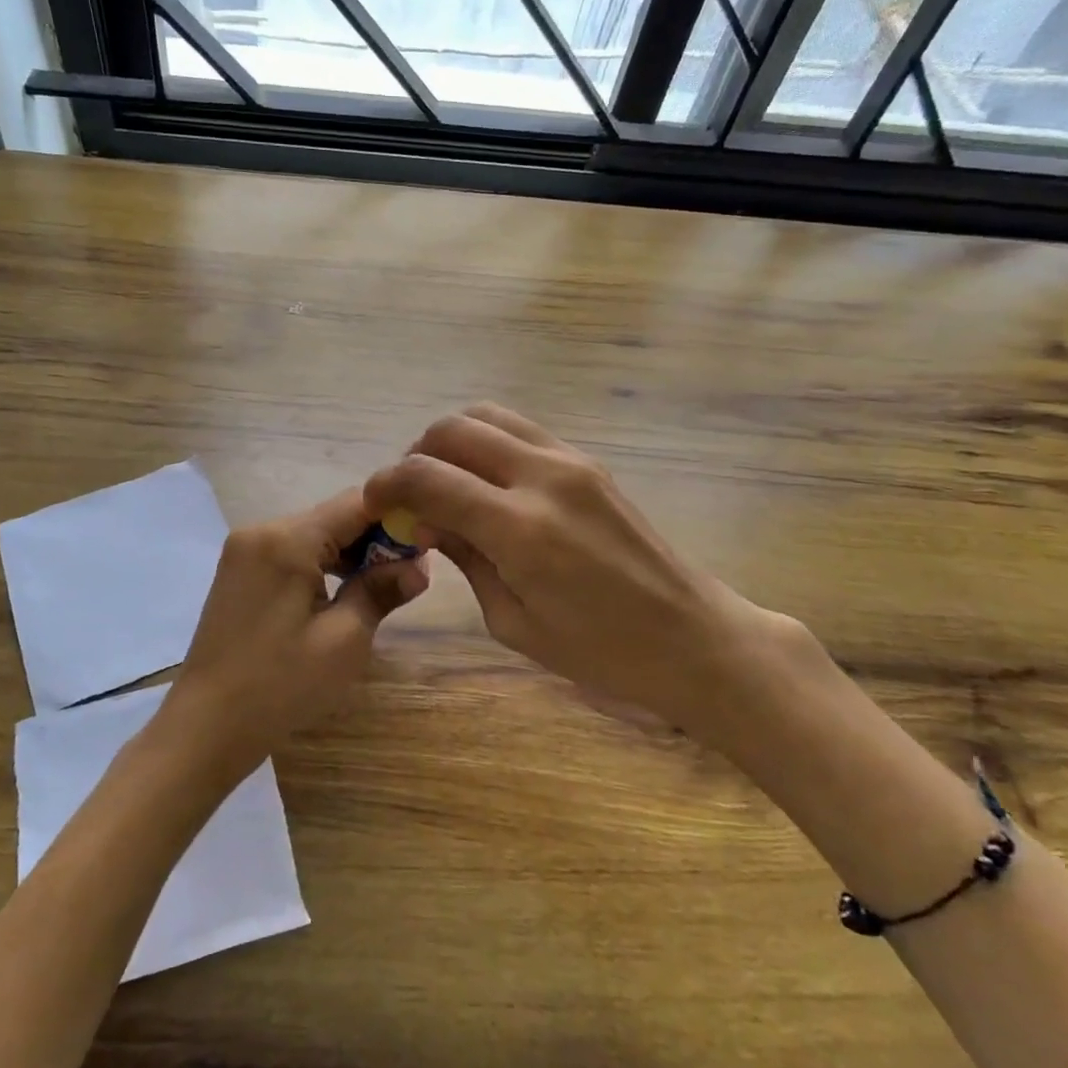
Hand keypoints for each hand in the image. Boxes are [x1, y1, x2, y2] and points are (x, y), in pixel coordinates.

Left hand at [156, 489, 428, 782]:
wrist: (206, 726)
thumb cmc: (280, 685)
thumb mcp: (344, 640)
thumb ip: (381, 591)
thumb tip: (419, 567)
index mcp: (286, 538)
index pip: (356, 503)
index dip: (397, 517)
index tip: (428, 543)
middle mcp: (261, 530)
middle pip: (333, 516)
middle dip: (374, 539)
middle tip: (409, 574)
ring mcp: (244, 550)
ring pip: (313, 535)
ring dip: (349, 554)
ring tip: (380, 588)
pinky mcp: (239, 571)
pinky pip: (291, 553)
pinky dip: (321, 565)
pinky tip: (341, 594)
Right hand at [363, 404, 791, 746]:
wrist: (692, 636)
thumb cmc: (599, 652)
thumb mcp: (513, 620)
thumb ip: (464, 558)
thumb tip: (424, 520)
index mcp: (519, 528)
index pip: (427, 477)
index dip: (387, 484)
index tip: (374, 503)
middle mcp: (543, 476)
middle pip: (453, 428)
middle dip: (416, 454)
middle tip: (411, 496)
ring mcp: (570, 460)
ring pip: (487, 415)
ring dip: (452, 441)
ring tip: (447, 483)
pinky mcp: (587, 460)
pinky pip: (520, 429)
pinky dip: (488, 442)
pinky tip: (488, 484)